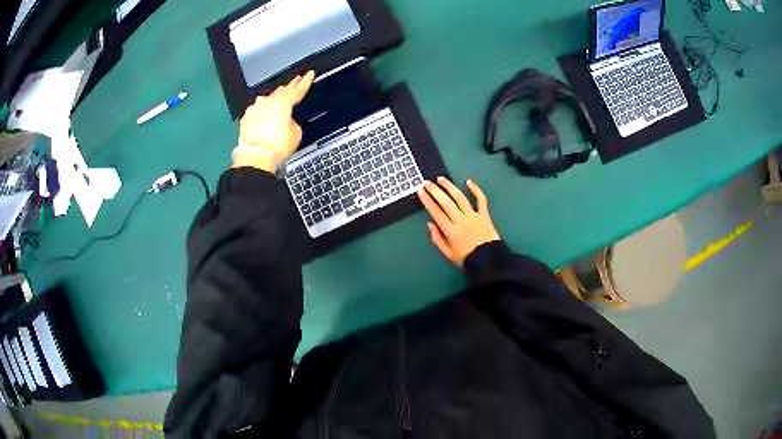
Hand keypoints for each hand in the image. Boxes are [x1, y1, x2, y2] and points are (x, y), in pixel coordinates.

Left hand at [233, 71, 315, 173]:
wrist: (255, 158)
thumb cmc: (276, 147)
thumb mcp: (296, 133)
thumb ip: (293, 121)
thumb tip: (288, 121)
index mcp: (283, 103)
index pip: (298, 89)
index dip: (306, 81)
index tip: (310, 73)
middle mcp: (268, 102)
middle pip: (281, 90)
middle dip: (290, 86)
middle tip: (296, 82)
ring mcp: (255, 109)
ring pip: (267, 99)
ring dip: (274, 99)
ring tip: (279, 100)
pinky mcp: (246, 118)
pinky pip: (256, 110)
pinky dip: (262, 112)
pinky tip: (264, 116)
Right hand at [417, 177, 500, 267]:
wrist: (489, 261)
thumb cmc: (467, 259)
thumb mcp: (448, 254)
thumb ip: (437, 239)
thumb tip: (430, 224)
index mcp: (450, 230)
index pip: (436, 212)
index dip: (427, 200)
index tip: (421, 191)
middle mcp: (460, 220)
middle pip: (446, 202)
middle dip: (435, 191)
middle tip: (427, 182)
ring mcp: (473, 216)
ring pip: (460, 197)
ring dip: (450, 187)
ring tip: (441, 179)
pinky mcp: (484, 215)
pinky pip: (481, 199)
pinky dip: (476, 189)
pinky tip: (468, 181)